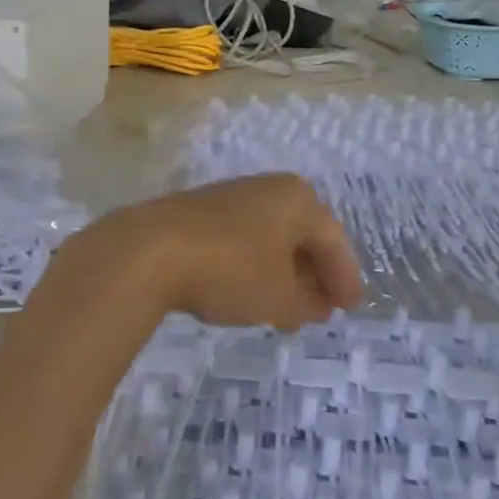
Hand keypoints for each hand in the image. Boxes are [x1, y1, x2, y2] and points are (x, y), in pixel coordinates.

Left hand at [56, 175, 362, 333]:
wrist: (149, 250)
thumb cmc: (230, 269)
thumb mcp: (278, 297)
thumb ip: (305, 303)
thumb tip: (314, 304)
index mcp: (298, 199)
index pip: (333, 240)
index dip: (344, 277)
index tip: (349, 309)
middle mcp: (268, 189)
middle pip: (303, 234)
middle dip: (314, 274)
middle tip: (321, 310)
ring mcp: (232, 197)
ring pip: (271, 237)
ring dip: (284, 272)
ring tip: (287, 309)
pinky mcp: (200, 211)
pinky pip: (243, 239)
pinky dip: (254, 266)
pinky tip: (248, 292)